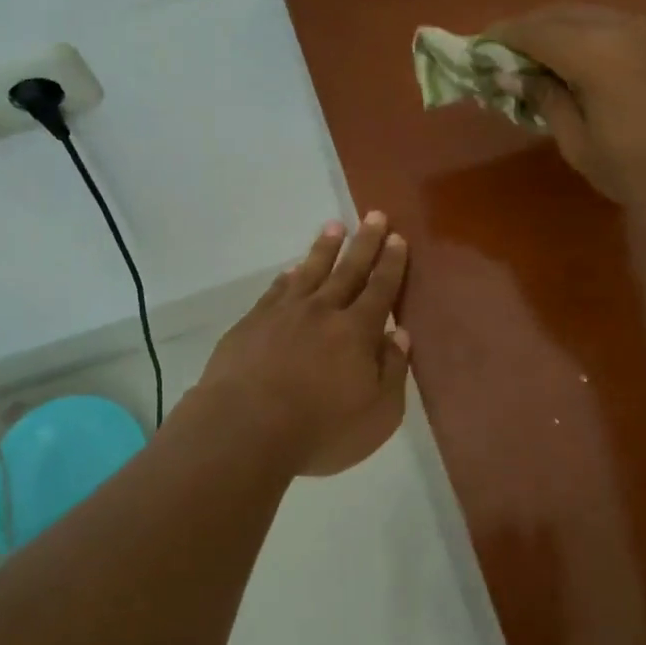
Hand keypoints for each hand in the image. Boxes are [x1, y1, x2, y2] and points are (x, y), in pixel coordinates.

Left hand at [195, 213, 411, 476]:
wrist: (245, 428)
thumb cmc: (320, 429)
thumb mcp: (377, 414)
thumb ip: (392, 371)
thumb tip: (400, 335)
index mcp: (357, 331)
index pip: (380, 289)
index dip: (391, 263)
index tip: (397, 237)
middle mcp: (323, 311)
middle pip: (348, 270)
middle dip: (364, 243)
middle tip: (374, 215)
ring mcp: (283, 313)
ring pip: (310, 271)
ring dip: (324, 248)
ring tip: (334, 227)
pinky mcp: (252, 323)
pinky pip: (276, 290)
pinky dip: (288, 277)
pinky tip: (292, 270)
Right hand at [485, 4, 645, 226]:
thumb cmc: (643, 171)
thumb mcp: (580, 144)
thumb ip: (545, 100)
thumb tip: (511, 76)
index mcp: (594, 53)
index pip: (533, 31)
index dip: (500, 38)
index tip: (477, 50)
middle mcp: (620, 27)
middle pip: (559, 14)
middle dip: (526, 30)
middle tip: (502, 56)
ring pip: (589, 15)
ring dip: (557, 29)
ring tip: (537, 59)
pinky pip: (614, 24)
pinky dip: (587, 34)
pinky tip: (580, 61)